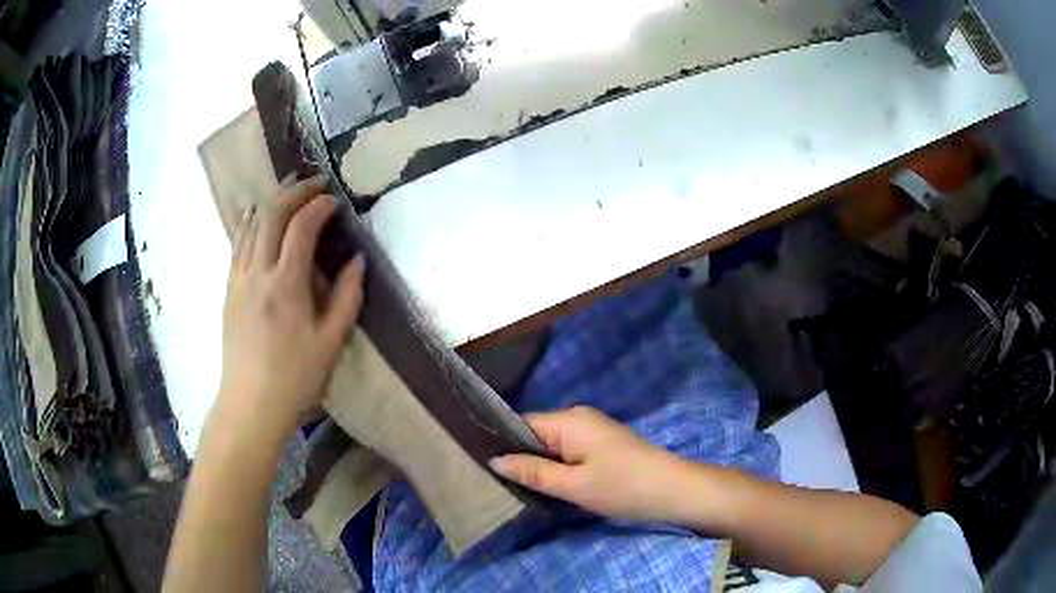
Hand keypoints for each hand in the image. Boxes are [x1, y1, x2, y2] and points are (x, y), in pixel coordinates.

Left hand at [217, 176, 364, 439]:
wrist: (250, 403)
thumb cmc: (295, 377)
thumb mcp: (331, 341)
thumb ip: (347, 297)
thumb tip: (357, 259)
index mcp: (286, 285)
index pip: (301, 228)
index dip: (319, 206)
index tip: (334, 199)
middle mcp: (257, 273)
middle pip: (271, 216)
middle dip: (294, 192)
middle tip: (314, 182)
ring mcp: (238, 279)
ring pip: (250, 226)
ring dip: (270, 201)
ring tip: (287, 187)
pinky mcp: (229, 290)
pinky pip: (236, 244)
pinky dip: (247, 222)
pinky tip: (253, 213)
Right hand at [490, 406, 700, 523]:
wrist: (674, 490)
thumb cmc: (622, 486)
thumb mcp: (573, 484)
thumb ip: (532, 472)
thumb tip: (494, 459)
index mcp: (568, 420)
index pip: (521, 424)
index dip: (500, 442)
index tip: (478, 463)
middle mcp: (579, 417)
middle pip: (536, 433)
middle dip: (518, 456)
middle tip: (494, 481)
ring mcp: (593, 430)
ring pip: (552, 444)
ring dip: (538, 464)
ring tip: (514, 486)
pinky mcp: (603, 445)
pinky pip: (568, 451)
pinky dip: (556, 466)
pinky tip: (547, 484)